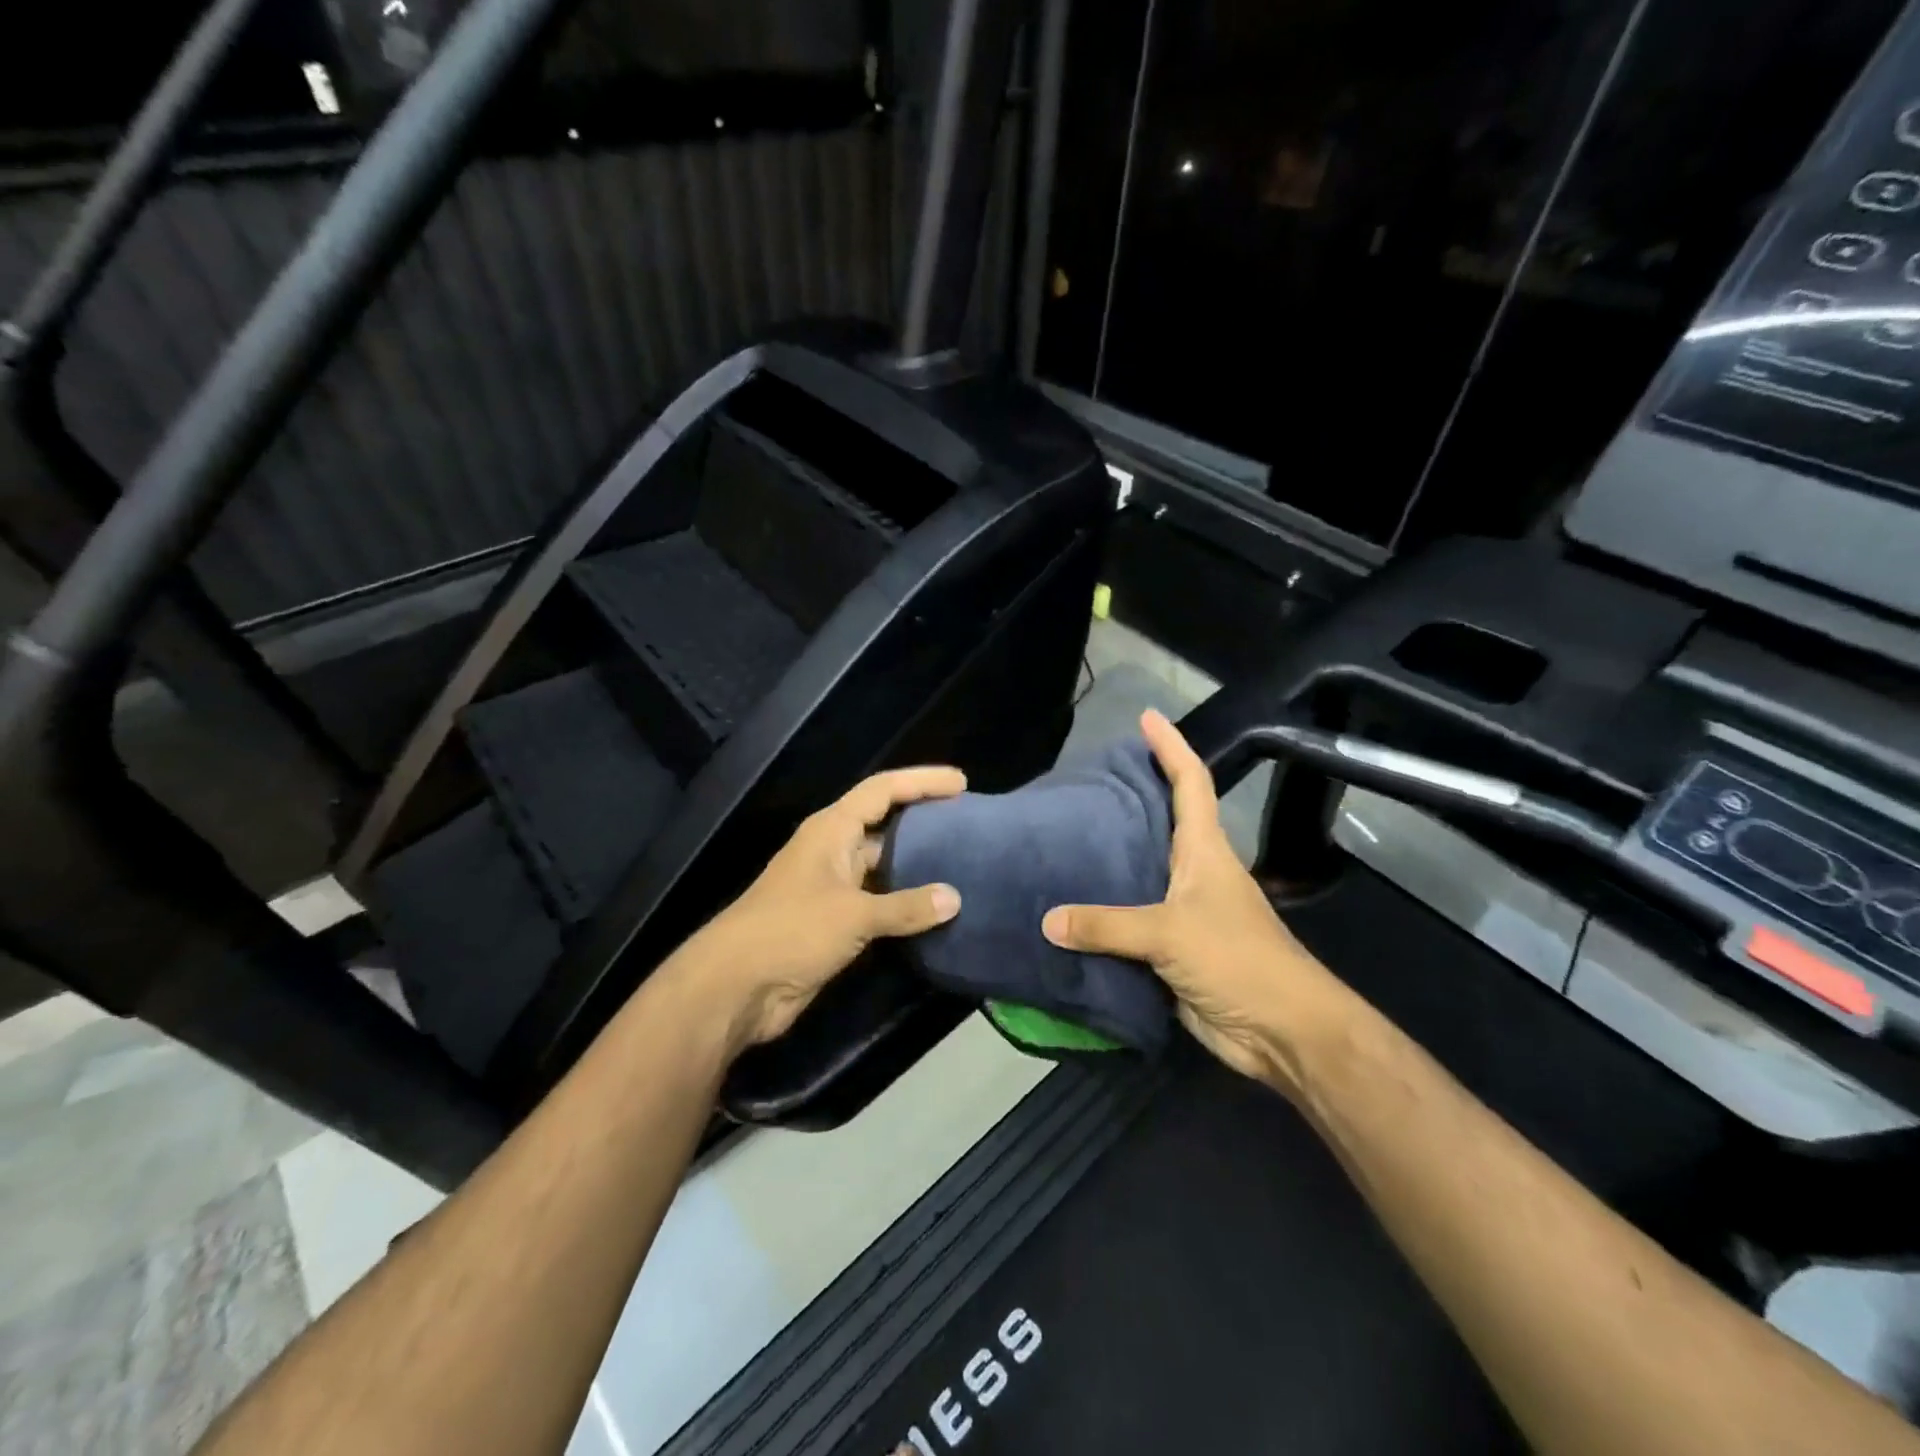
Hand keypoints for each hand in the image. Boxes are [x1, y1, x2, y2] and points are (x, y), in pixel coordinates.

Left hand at [679, 765, 965, 1053]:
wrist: (736, 987)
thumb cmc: (792, 931)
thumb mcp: (853, 914)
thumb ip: (906, 907)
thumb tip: (955, 898)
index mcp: (832, 830)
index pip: (882, 790)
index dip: (921, 782)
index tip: (961, 783)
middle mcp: (832, 850)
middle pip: (884, 823)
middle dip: (923, 819)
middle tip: (967, 822)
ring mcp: (832, 887)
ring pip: (883, 864)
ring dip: (917, 864)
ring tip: (961, 863)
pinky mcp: (833, 921)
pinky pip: (878, 901)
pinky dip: (904, 902)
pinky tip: (934, 909)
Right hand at [1042, 710, 1361, 1094]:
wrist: (1281, 1032)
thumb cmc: (1237, 961)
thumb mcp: (1169, 933)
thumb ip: (1106, 925)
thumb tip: (1047, 920)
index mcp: (1204, 851)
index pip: (1190, 782)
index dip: (1171, 747)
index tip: (1147, 717)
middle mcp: (1194, 873)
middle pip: (1162, 822)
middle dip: (1130, 797)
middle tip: (1083, 782)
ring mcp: (1184, 913)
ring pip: (1140, 874)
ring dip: (1109, 859)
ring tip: (1063, 840)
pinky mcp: (1173, 951)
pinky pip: (1128, 924)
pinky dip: (1102, 916)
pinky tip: (1069, 911)